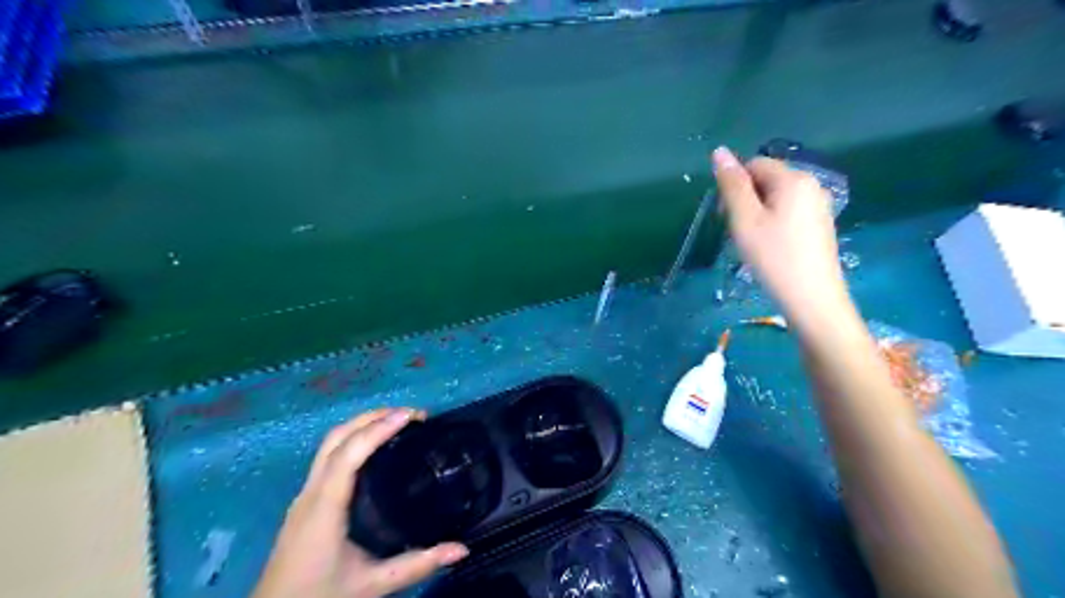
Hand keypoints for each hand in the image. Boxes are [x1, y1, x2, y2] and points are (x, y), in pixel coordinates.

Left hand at [252, 405, 468, 597]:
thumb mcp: (372, 586)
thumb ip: (417, 565)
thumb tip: (461, 549)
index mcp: (325, 508)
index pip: (349, 454)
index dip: (379, 429)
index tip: (410, 416)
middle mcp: (311, 493)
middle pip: (336, 438)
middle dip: (372, 417)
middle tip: (411, 415)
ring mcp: (304, 495)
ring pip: (329, 444)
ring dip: (361, 424)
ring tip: (396, 422)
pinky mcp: (305, 501)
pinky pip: (328, 456)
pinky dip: (353, 439)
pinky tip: (374, 447)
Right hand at [709, 145, 855, 328]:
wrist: (812, 298)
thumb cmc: (773, 257)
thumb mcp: (745, 220)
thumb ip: (732, 185)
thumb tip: (719, 151)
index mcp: (793, 179)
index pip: (754, 164)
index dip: (735, 186)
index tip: (728, 217)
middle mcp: (811, 184)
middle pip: (767, 179)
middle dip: (747, 199)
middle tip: (740, 232)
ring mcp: (819, 205)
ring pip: (776, 197)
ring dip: (758, 213)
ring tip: (754, 242)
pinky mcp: (820, 224)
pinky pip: (789, 211)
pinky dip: (774, 223)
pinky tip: (771, 247)